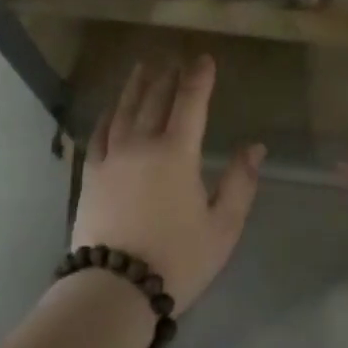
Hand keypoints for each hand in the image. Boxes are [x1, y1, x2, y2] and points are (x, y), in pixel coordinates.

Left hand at [70, 56, 263, 314]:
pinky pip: (99, 133)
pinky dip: (108, 114)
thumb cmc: (177, 259)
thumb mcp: (222, 227)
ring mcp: (112, 157)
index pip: (190, 102)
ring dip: (136, 85)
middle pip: (155, 99)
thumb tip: (255, 147)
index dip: (199, 77)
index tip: (204, 58)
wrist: (115, 289)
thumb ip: (240, 183)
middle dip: (168, 76)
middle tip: (174, 59)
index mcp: (176, 152)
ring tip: (143, 67)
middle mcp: (142, 144)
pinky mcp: (92, 174)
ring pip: (124, 109)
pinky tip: (111, 108)